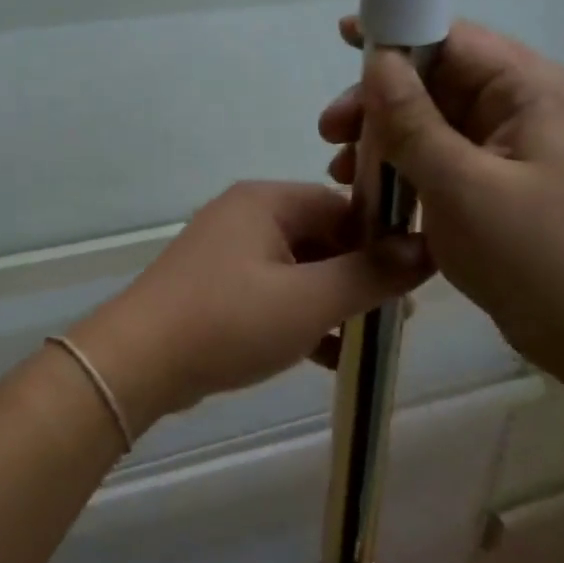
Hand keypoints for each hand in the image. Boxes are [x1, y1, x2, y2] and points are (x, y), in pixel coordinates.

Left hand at [71, 181, 430, 431]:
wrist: (137, 361)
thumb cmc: (230, 320)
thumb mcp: (311, 300)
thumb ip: (371, 274)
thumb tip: (426, 249)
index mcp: (267, 201)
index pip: (343, 206)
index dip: (381, 240)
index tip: (414, 280)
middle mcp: (245, 216)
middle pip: (320, 237)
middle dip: (359, 276)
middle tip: (396, 316)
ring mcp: (225, 253)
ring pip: (297, 270)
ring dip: (332, 301)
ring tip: (369, 339)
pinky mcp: (214, 288)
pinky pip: (271, 294)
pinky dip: (300, 318)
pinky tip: (329, 358)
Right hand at [319, 18, 563, 383]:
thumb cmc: (540, 256)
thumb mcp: (462, 186)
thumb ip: (413, 122)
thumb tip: (379, 60)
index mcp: (531, 91)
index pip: (454, 39)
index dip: (396, 35)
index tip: (342, 40)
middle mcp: (527, 110)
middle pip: (439, 83)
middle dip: (379, 104)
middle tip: (328, 136)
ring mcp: (518, 152)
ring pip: (437, 126)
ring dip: (387, 142)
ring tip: (343, 175)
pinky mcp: (506, 189)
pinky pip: (447, 163)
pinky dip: (408, 172)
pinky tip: (374, 197)